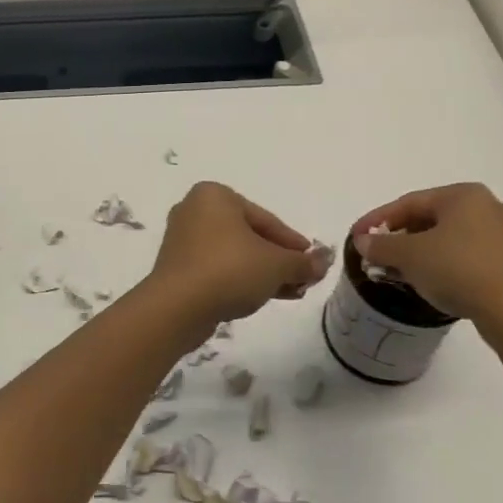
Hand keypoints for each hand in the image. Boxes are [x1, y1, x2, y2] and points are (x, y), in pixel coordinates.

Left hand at [144, 182, 326, 329]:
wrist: (177, 307)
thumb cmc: (229, 270)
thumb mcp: (276, 265)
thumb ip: (303, 262)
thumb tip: (325, 261)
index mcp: (215, 195)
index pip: (266, 219)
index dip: (293, 243)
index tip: (312, 262)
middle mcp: (195, 210)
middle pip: (249, 236)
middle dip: (278, 260)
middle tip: (303, 280)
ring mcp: (183, 239)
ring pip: (234, 254)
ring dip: (263, 273)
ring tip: (290, 293)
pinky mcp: (177, 267)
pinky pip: (216, 268)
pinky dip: (240, 280)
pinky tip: (261, 298)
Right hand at [351, 184, 502, 345]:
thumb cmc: (460, 269)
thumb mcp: (411, 256)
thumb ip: (382, 245)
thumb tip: (363, 241)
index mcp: (463, 195)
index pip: (409, 202)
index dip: (377, 219)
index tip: (356, 237)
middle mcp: (487, 207)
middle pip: (429, 219)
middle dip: (399, 238)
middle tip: (376, 256)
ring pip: (449, 240)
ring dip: (419, 255)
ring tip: (397, 274)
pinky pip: (466, 258)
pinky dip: (442, 267)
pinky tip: (430, 284)